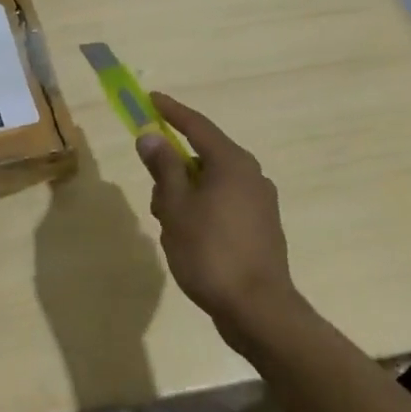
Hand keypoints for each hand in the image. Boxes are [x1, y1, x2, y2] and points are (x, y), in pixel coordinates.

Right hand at [137, 93, 310, 348]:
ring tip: (168, 227)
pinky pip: (222, 205)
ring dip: (184, 195)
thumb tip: (151, 136)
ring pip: (210, 184)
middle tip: (154, 191)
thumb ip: (163, 167)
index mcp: (232, 163)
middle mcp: (251, 176)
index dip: (170, 111)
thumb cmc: (211, 252)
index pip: (195, 125)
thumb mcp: (175, 206)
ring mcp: (259, 204)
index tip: (149, 99)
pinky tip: (187, 240)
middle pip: (201, 156)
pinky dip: (201, 211)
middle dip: (172, 169)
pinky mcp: (261, 230)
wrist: (259, 313)